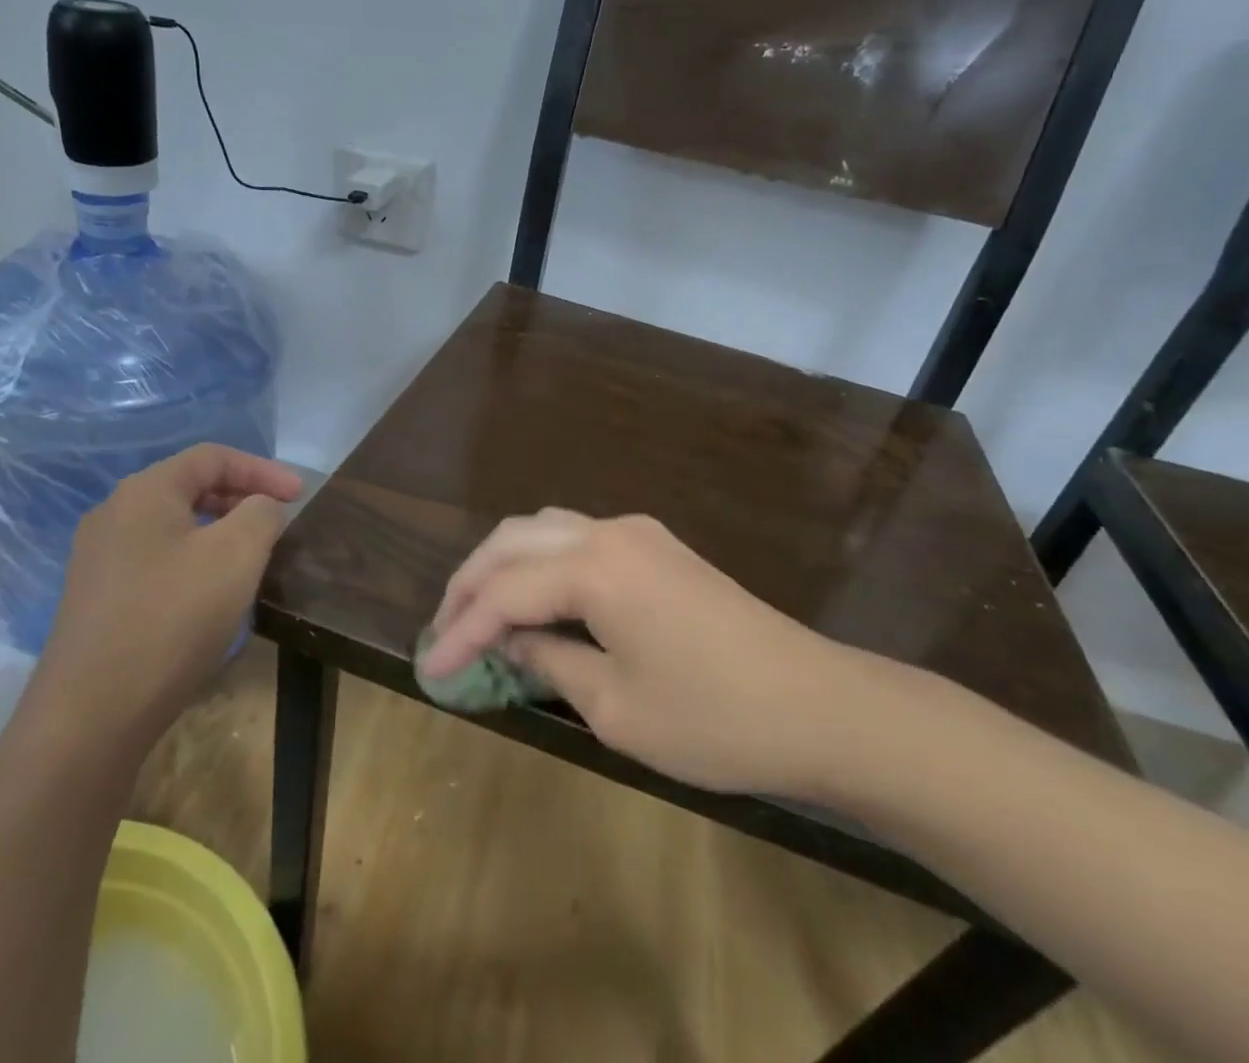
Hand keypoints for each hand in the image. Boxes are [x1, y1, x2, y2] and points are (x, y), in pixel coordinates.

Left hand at [34, 445, 302, 751]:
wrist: (90, 717)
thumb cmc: (172, 619)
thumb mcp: (236, 555)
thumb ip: (261, 513)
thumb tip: (260, 507)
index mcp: (145, 492)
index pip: (212, 457)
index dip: (263, 469)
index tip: (301, 495)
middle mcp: (114, 514)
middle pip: (190, 486)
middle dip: (241, 496)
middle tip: (279, 519)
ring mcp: (99, 558)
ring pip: (174, 525)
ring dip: (219, 529)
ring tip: (253, 554)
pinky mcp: (97, 598)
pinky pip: (157, 558)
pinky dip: (194, 558)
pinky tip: (212, 592)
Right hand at [417, 510, 876, 799]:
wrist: (821, 706)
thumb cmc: (715, 719)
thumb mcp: (616, 708)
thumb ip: (550, 662)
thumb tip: (511, 643)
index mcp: (595, 567)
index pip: (504, 592)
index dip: (459, 630)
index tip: (428, 669)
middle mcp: (609, 532)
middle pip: (513, 541)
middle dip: (470, 584)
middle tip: (443, 633)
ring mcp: (638, 534)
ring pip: (544, 529)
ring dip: (504, 566)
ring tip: (479, 614)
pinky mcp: (658, 547)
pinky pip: (577, 540)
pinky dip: (542, 564)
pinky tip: (535, 601)